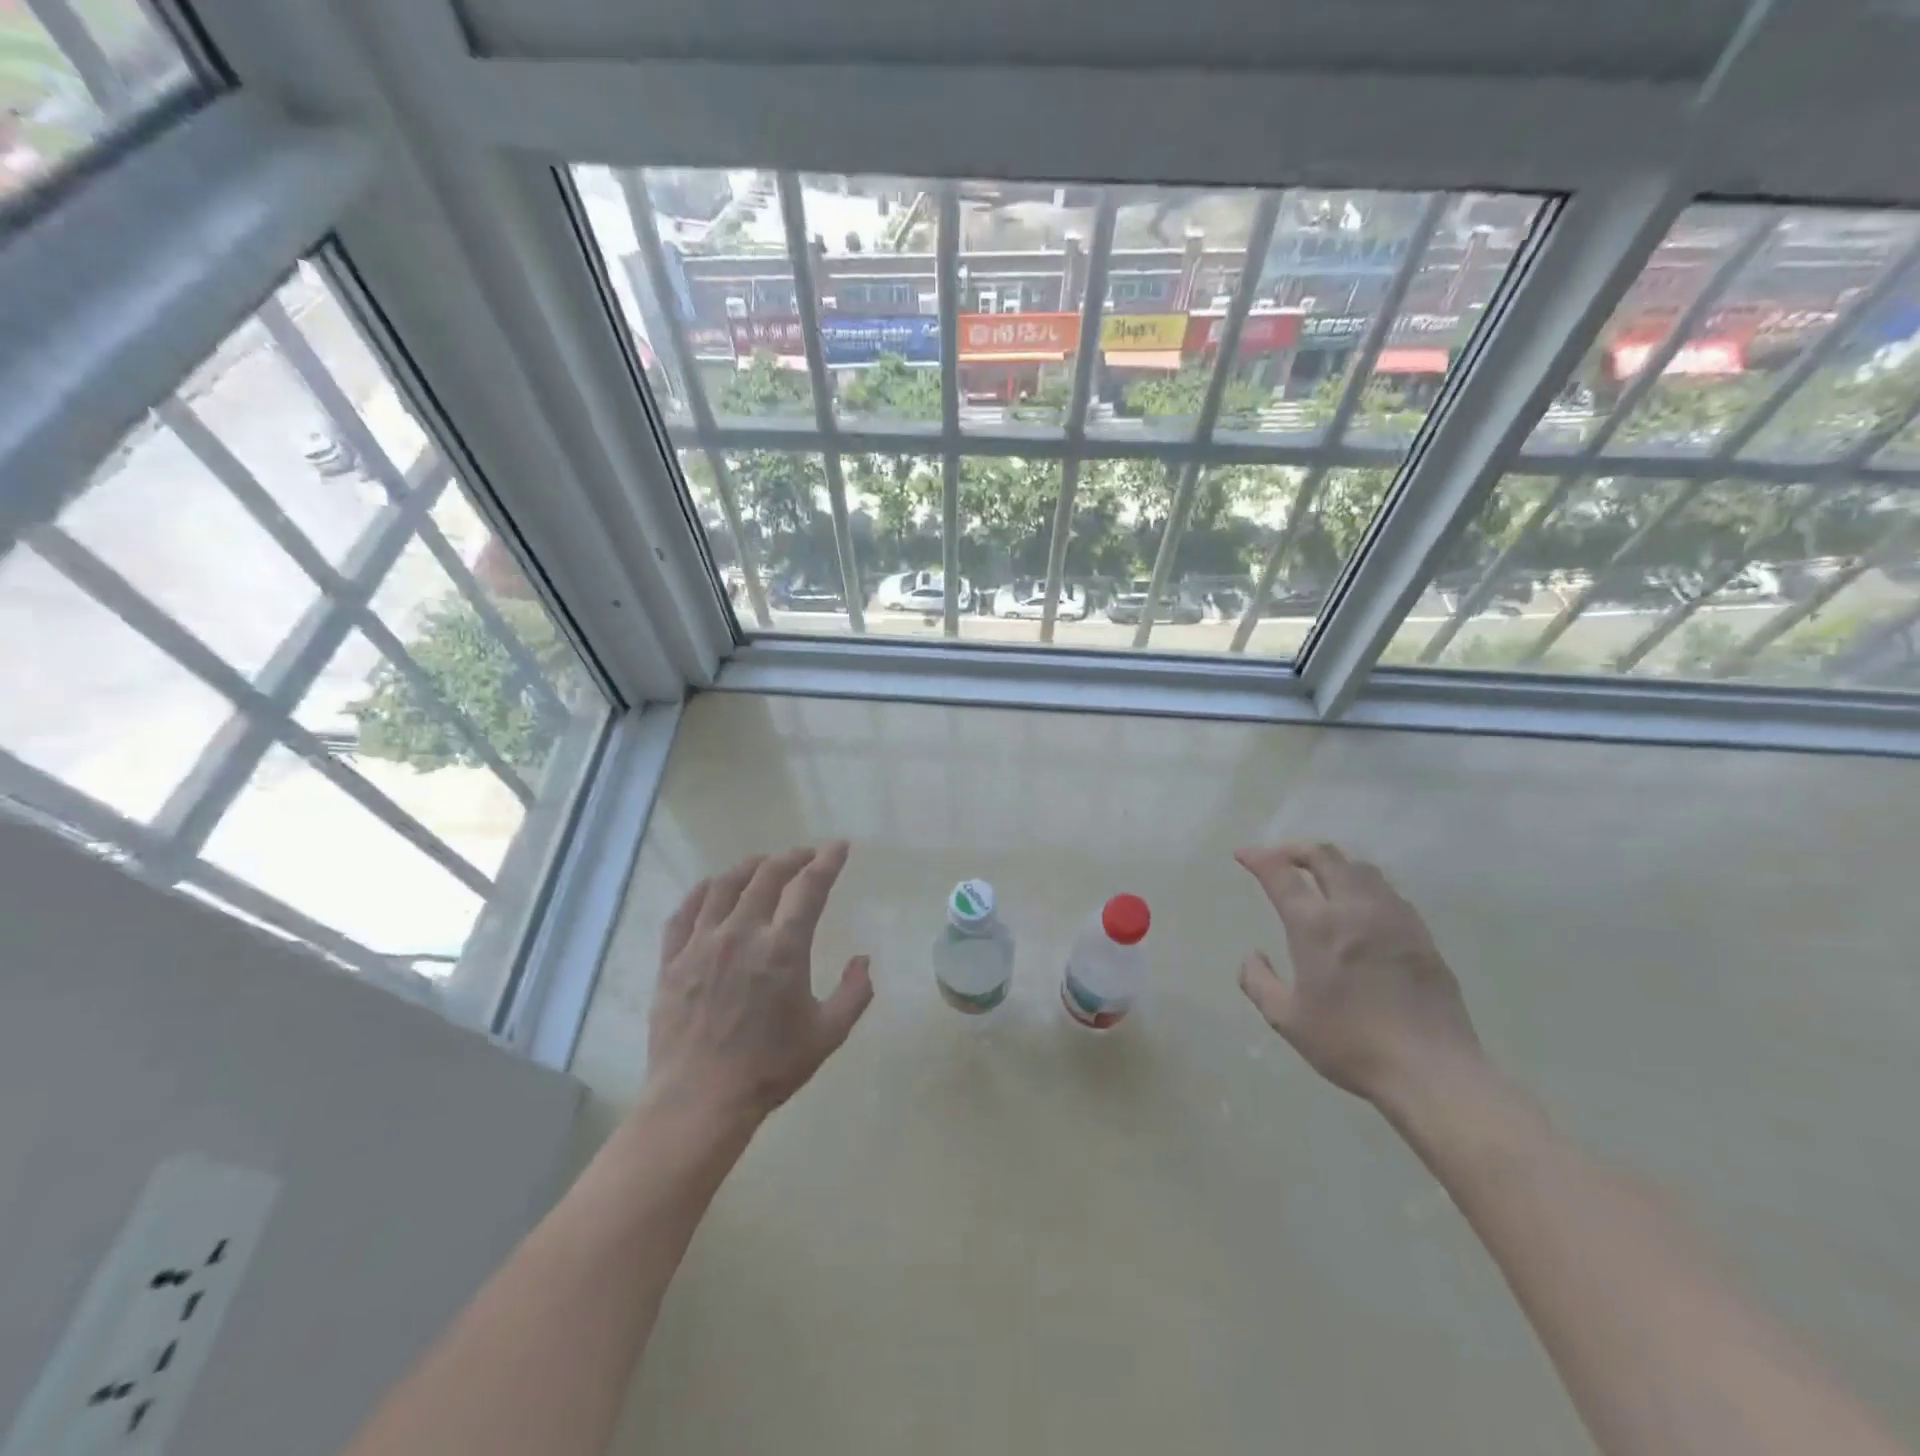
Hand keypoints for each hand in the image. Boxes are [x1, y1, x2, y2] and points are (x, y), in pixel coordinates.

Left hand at [646, 841, 872, 1125]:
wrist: (699, 1101)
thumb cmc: (769, 1068)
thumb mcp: (828, 1034)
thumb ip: (854, 993)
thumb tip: (863, 960)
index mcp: (782, 948)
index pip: (809, 887)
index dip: (827, 861)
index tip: (839, 847)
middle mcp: (741, 933)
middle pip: (767, 875)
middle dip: (792, 857)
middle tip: (805, 856)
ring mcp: (701, 944)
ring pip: (723, 885)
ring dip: (748, 867)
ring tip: (762, 864)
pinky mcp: (672, 961)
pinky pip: (684, 913)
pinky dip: (701, 892)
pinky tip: (711, 888)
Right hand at [1236, 842, 1480, 1107]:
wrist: (1431, 1070)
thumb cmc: (1349, 1044)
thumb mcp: (1286, 1019)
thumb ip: (1257, 981)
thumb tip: (1253, 955)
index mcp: (1315, 926)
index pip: (1280, 873)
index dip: (1258, 858)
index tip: (1243, 855)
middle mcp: (1354, 909)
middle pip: (1324, 855)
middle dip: (1294, 849)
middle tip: (1278, 858)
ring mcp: (1393, 917)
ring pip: (1360, 868)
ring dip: (1332, 863)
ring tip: (1318, 877)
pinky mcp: (1420, 934)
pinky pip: (1387, 891)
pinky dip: (1363, 885)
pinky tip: (1359, 907)